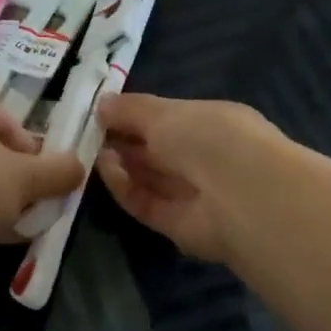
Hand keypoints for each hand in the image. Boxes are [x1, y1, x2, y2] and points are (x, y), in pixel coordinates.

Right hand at [93, 93, 284, 264]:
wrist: (241, 196)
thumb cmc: (209, 137)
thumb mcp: (166, 112)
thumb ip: (131, 109)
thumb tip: (102, 104)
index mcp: (212, 125)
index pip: (170, 120)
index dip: (136, 116)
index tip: (101, 111)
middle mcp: (205, 160)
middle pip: (156, 152)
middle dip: (123, 141)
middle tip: (88, 131)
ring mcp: (193, 195)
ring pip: (148, 178)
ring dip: (120, 164)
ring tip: (92, 148)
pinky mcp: (177, 226)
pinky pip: (145, 203)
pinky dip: (124, 187)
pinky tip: (106, 168)